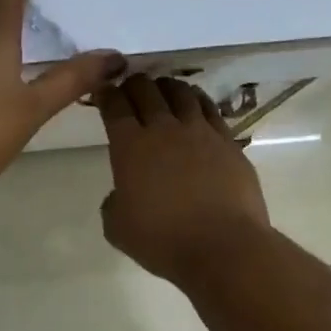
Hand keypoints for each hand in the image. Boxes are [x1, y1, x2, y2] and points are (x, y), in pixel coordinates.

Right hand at [98, 75, 271, 282]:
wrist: (223, 246)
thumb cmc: (163, 241)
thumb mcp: (118, 228)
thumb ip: (113, 203)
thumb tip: (122, 192)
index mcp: (130, 146)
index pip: (114, 107)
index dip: (106, 94)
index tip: (102, 91)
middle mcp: (163, 129)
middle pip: (146, 90)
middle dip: (133, 84)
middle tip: (129, 88)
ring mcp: (199, 131)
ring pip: (180, 92)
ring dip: (166, 86)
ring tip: (162, 89)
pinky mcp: (227, 141)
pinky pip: (209, 108)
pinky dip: (197, 99)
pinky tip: (195, 102)